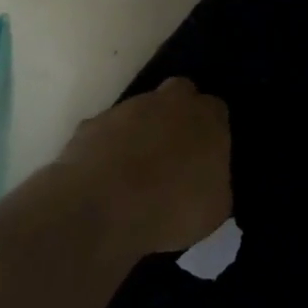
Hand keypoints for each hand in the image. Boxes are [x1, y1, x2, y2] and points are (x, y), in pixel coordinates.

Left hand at [55, 78, 231, 259]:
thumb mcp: (215, 207)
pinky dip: (108, 148)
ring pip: (139, 110)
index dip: (211, 130)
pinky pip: (106, 132)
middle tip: (176, 151)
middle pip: (179, 93)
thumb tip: (208, 179)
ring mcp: (126, 110)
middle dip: (178, 114)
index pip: (216, 110)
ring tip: (136, 172)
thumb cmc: (172, 210)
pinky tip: (106, 178)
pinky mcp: (90, 126)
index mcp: (206, 119)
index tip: (207, 154)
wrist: (102, 213)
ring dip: (141, 132)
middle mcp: (168, 103)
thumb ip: (216, 180)